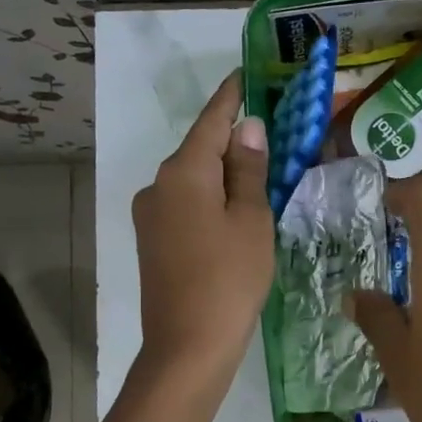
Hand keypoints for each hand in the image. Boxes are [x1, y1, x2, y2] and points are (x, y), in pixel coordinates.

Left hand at [132, 71, 272, 393]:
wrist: (188, 346)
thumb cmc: (229, 278)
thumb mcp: (252, 220)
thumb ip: (249, 170)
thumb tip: (248, 128)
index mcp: (183, 172)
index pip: (211, 120)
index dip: (231, 97)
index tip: (245, 75)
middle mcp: (158, 186)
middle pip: (200, 150)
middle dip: (233, 141)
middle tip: (271, 134)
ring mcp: (150, 216)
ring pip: (193, 181)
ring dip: (224, 175)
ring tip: (261, 178)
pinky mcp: (153, 242)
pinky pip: (186, 206)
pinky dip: (211, 200)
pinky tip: (236, 213)